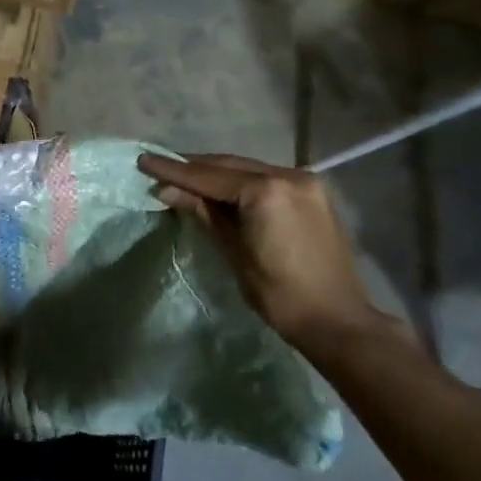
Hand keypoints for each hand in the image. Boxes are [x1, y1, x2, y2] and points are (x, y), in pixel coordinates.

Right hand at [138, 152, 382, 348]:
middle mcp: (288, 176)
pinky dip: (240, 181)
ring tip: (184, 177)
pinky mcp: (312, 193)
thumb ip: (203, 213)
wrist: (336, 319)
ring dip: (216, 173)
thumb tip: (167, 190)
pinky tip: (220, 188)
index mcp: (266, 192)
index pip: (209, 176)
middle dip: (194, 167)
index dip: (173, 170)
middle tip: (160, 168)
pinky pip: (266, 179)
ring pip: (248, 169)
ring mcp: (305, 182)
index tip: (144, 160)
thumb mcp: (233, 252)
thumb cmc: (278, 294)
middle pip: (229, 166)